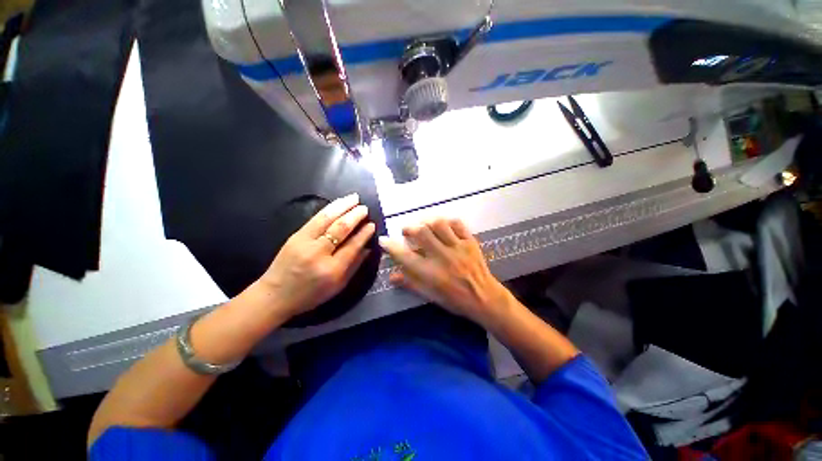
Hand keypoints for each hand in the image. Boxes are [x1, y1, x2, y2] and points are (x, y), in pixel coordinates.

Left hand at [258, 193, 374, 317]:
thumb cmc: (311, 294)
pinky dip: (329, 209)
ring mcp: (305, 242)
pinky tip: (338, 203)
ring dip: (343, 206)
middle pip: (340, 229)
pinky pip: (315, 218)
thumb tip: (368, 248)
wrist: (275, 295)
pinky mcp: (295, 235)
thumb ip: (355, 266)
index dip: (364, 234)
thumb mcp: (338, 286)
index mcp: (332, 270)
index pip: (353, 246)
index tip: (372, 224)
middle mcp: (319, 253)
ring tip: (354, 198)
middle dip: (355, 216)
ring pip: (327, 219)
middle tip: (365, 209)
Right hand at [379, 218, 513, 326]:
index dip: (391, 246)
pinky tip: (442, 225)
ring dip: (427, 222)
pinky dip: (447, 221)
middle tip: (406, 230)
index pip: (405, 256)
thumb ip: (410, 284)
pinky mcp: (470, 242)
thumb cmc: (455, 300)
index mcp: (431, 273)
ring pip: (439, 225)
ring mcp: (458, 247)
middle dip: (409, 228)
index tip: (383, 240)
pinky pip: (458, 224)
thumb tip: (391, 276)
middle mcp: (442, 257)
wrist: (484, 298)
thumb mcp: (430, 296)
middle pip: (421, 233)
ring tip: (423, 225)